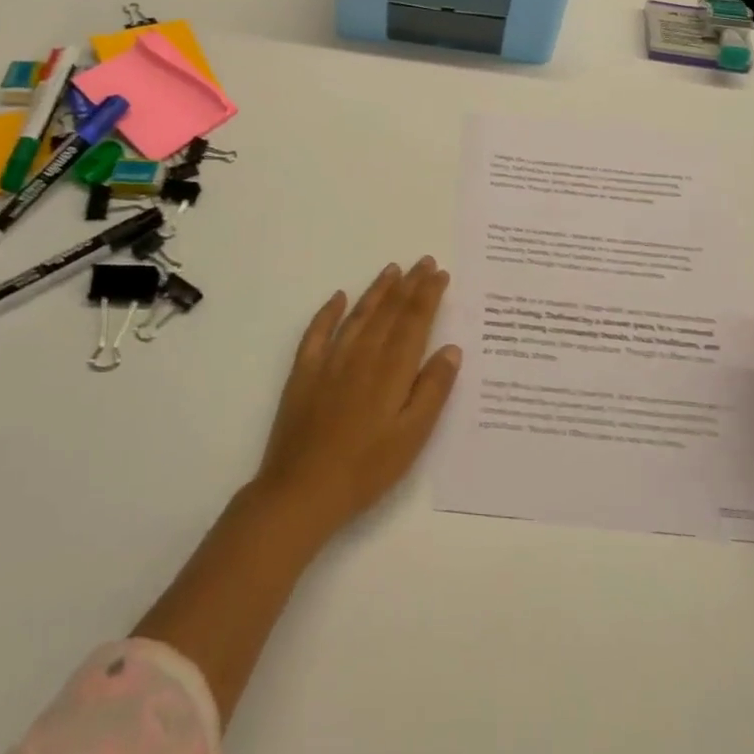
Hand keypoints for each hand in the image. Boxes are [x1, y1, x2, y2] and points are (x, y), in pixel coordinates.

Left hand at [254, 257, 461, 540]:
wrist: (301, 492)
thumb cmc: (366, 469)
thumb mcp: (412, 436)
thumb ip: (433, 390)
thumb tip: (451, 348)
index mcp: (392, 370)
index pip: (414, 321)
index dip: (428, 294)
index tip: (440, 273)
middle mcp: (362, 355)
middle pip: (389, 311)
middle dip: (409, 284)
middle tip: (423, 261)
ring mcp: (330, 361)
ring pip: (358, 315)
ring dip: (377, 290)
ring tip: (392, 270)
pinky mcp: (304, 373)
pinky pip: (317, 333)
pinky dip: (329, 312)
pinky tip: (339, 297)